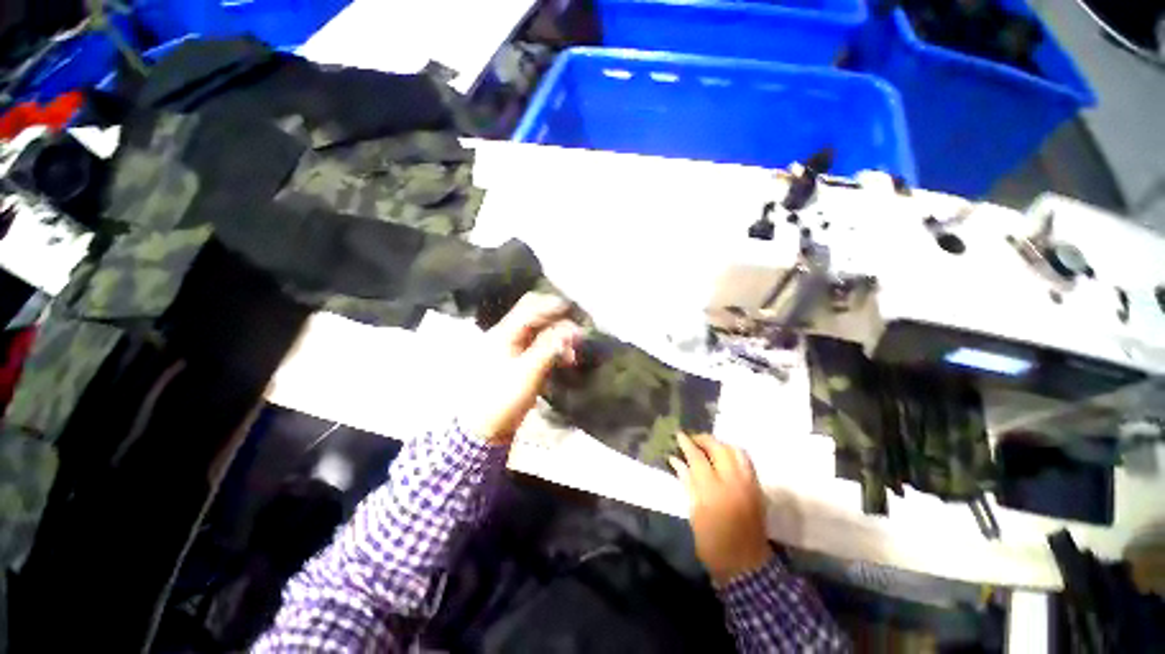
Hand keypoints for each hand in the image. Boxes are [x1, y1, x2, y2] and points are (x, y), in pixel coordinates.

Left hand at [466, 292, 580, 443]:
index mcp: (503, 334)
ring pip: (539, 332)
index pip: (529, 308)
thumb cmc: (502, 399)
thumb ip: (550, 348)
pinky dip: (554, 348)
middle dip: (557, 321)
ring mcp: (511, 348)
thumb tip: (573, 331)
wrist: (484, 428)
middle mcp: (506, 336)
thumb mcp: (528, 372)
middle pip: (534, 316)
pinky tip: (565, 359)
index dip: (552, 306)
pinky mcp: (518, 361)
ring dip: (558, 337)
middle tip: (576, 332)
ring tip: (573, 353)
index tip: (574, 310)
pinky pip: (539, 346)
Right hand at [670, 433, 772, 584]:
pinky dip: (733, 454)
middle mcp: (733, 482)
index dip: (687, 443)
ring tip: (708, 448)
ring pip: (736, 450)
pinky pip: (746, 461)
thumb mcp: (694, 514)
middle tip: (692, 440)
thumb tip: (676, 460)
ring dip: (720, 445)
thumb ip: (687, 482)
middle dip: (704, 439)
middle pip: (719, 448)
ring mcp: (749, 484)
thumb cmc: (713, 543)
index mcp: (713, 491)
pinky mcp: (758, 488)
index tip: (678, 434)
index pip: (698, 457)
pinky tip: (724, 460)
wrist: (746, 565)